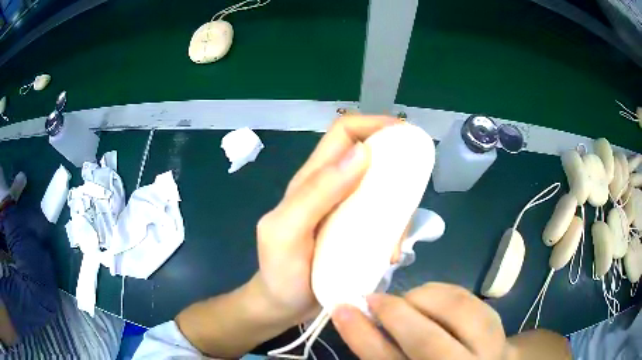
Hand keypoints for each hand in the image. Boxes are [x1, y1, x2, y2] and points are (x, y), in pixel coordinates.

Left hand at [255, 115, 399, 324]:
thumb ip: (316, 192)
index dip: (373, 124)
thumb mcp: (287, 232)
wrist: (283, 305)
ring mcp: (347, 212)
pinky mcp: (358, 233)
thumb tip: (361, 152)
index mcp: (312, 180)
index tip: (404, 135)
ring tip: (395, 242)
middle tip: (411, 192)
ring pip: (383, 192)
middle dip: (396, 168)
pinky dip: (394, 231)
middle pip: (371, 159)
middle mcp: (333, 189)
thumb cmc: (280, 272)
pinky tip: (390, 255)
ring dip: (398, 209)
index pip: (344, 133)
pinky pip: (385, 220)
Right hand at [332, 283, 512, 359]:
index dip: (362, 336)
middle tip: (373, 298)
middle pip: (426, 342)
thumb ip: (385, 350)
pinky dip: (442, 291)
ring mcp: (488, 347)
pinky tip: (429, 296)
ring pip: (454, 313)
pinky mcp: (498, 325)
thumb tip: (360, 317)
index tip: (341, 308)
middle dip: (394, 314)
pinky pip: (469, 299)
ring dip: (421, 298)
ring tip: (406, 300)